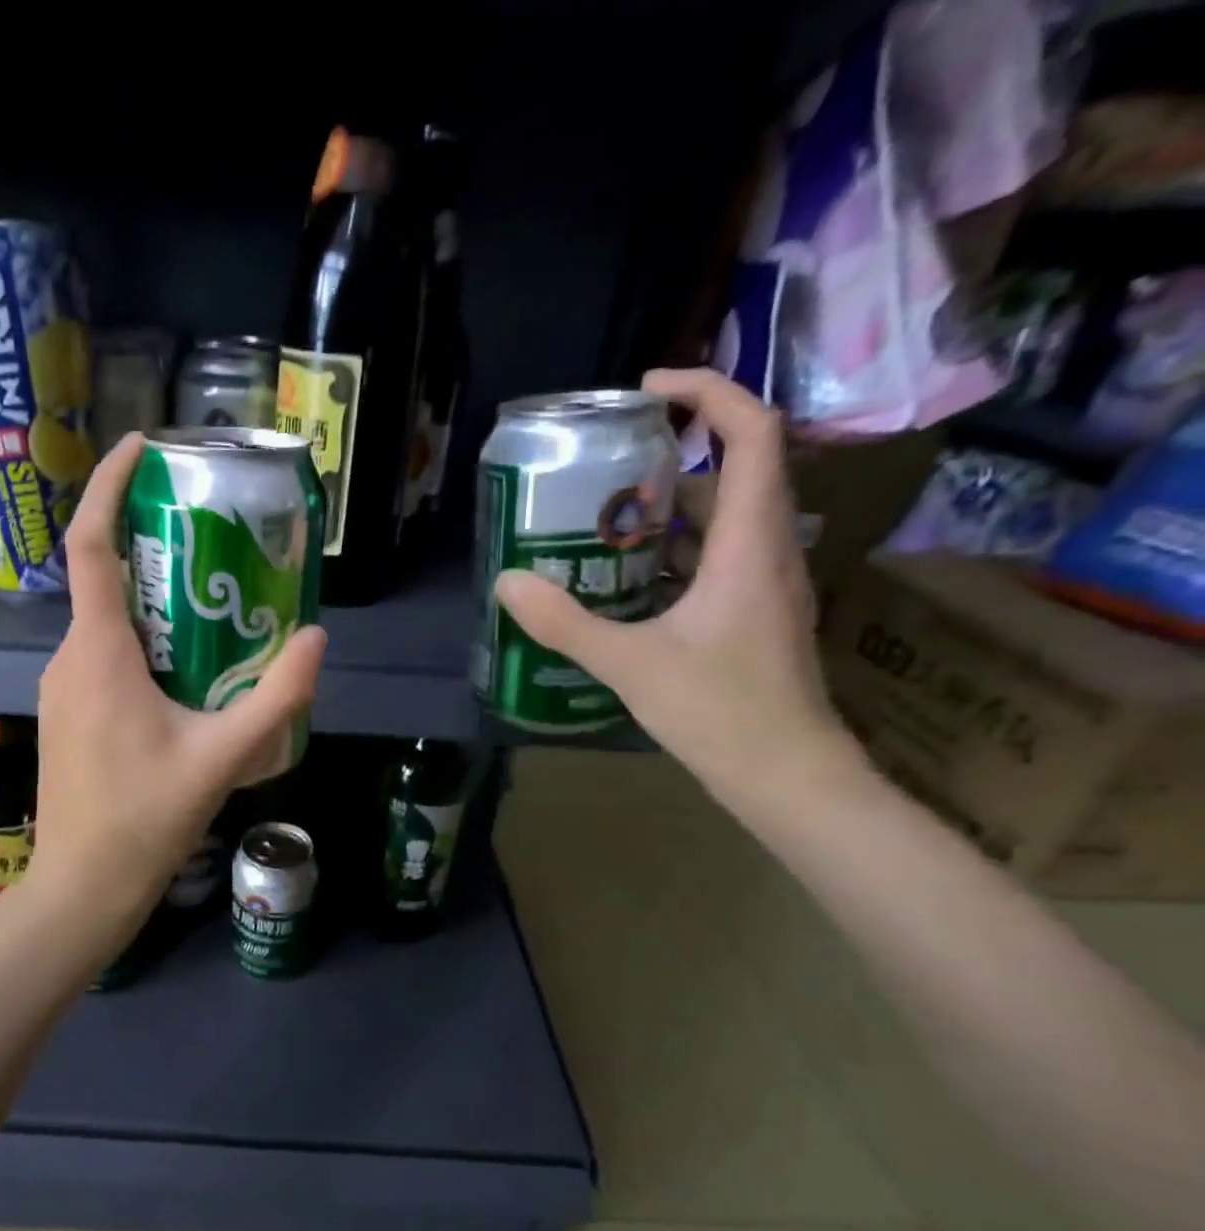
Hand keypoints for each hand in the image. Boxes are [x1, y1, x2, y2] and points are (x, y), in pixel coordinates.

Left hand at [25, 433, 327, 941]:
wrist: (82, 888)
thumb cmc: (145, 821)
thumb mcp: (223, 758)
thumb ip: (276, 699)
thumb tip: (315, 640)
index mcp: (98, 654)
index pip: (91, 546)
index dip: (108, 485)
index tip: (142, 446)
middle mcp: (69, 658)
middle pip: (103, 578)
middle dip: (151, 545)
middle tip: (211, 536)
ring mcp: (61, 688)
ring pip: (104, 622)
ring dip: (150, 601)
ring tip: (211, 603)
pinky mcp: (66, 714)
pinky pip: (101, 656)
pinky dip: (138, 641)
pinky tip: (183, 668)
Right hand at [494, 368, 859, 796]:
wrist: (786, 775)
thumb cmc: (721, 712)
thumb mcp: (630, 664)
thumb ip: (566, 623)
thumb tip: (508, 583)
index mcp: (751, 544)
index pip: (752, 433)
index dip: (708, 392)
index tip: (648, 390)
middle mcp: (768, 550)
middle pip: (734, 470)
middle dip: (670, 454)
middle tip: (603, 464)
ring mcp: (763, 584)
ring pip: (722, 518)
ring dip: (666, 506)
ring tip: (600, 516)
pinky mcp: (751, 613)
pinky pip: (713, 557)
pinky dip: (670, 549)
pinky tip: (621, 575)